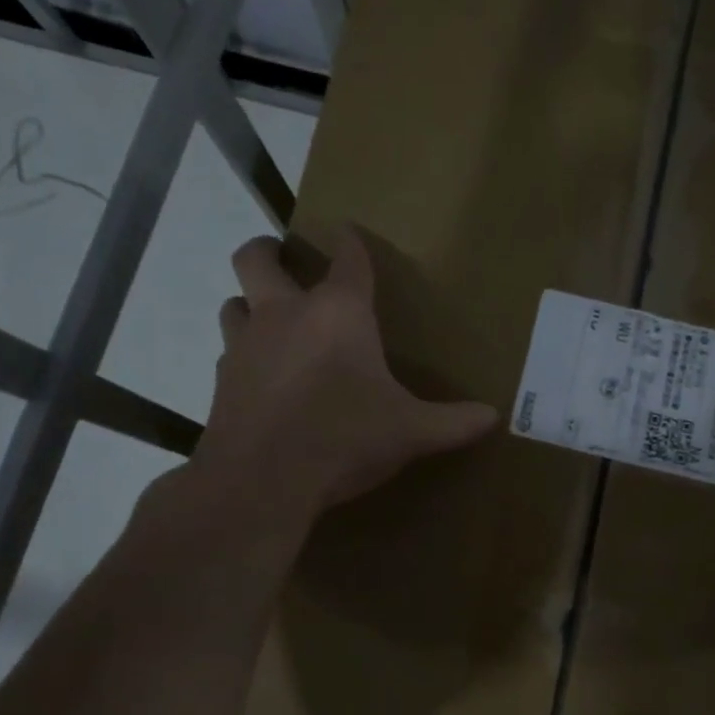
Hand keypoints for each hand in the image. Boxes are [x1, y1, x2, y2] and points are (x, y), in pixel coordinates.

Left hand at [184, 228, 497, 519]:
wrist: (262, 481)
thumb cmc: (344, 438)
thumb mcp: (410, 432)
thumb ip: (453, 422)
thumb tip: (493, 418)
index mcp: (338, 313)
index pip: (347, 258)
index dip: (350, 241)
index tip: (348, 233)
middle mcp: (284, 315)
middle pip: (257, 259)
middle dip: (270, 251)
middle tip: (283, 258)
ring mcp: (245, 346)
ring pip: (233, 303)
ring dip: (248, 303)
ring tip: (269, 322)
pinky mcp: (221, 382)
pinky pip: (228, 353)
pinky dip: (243, 356)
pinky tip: (260, 379)